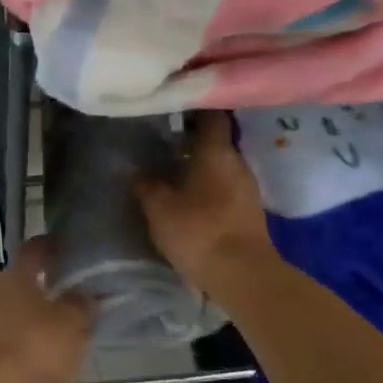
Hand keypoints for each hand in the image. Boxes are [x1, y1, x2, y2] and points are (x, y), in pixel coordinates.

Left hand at [0, 236, 91, 382]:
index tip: (68, 246)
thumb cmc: (40, 345)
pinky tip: (56, 342)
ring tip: (71, 313)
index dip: (51, 246)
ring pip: (20, 306)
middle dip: (47, 278)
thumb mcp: (73, 319)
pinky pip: (18, 332)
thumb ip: (82, 303)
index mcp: (14, 276)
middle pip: (24, 278)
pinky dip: (35, 332)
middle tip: (75, 281)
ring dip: (41, 308)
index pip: (33, 250)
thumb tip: (86, 295)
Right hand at [135, 111, 276, 297]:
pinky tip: (189, 194)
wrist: (244, 276)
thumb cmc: (199, 231)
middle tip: (163, 139)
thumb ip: (145, 183)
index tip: (172, 106)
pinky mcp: (249, 210)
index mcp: (216, 152)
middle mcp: (237, 162)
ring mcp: (247, 187)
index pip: (211, 115)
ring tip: (172, 168)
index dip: (193, 107)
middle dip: (192, 138)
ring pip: (221, 163)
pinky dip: (209, 183)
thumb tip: (133, 166)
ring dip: (200, 163)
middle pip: (216, 140)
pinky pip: (226, 185)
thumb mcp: (159, 208)